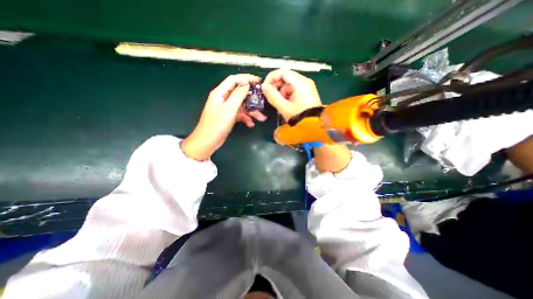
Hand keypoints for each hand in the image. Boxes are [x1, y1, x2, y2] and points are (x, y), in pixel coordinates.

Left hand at [182, 73, 264, 158]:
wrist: (207, 142)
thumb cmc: (216, 125)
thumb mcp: (229, 109)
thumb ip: (238, 95)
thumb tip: (247, 84)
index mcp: (220, 93)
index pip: (234, 80)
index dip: (246, 78)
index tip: (258, 81)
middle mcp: (223, 98)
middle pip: (240, 93)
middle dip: (252, 97)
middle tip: (262, 100)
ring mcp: (226, 108)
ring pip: (242, 105)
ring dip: (251, 111)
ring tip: (261, 118)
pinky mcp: (228, 117)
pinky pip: (239, 114)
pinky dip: (246, 118)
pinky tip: (251, 124)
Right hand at [262, 69, 322, 119]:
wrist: (313, 127)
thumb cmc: (299, 117)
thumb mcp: (284, 108)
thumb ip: (273, 96)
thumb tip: (264, 86)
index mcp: (301, 83)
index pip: (282, 72)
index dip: (271, 77)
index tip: (265, 87)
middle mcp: (305, 81)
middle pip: (286, 76)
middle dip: (276, 85)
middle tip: (270, 95)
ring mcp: (307, 87)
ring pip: (289, 83)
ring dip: (281, 91)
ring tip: (279, 102)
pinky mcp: (306, 92)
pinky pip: (293, 89)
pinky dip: (287, 94)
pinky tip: (285, 103)